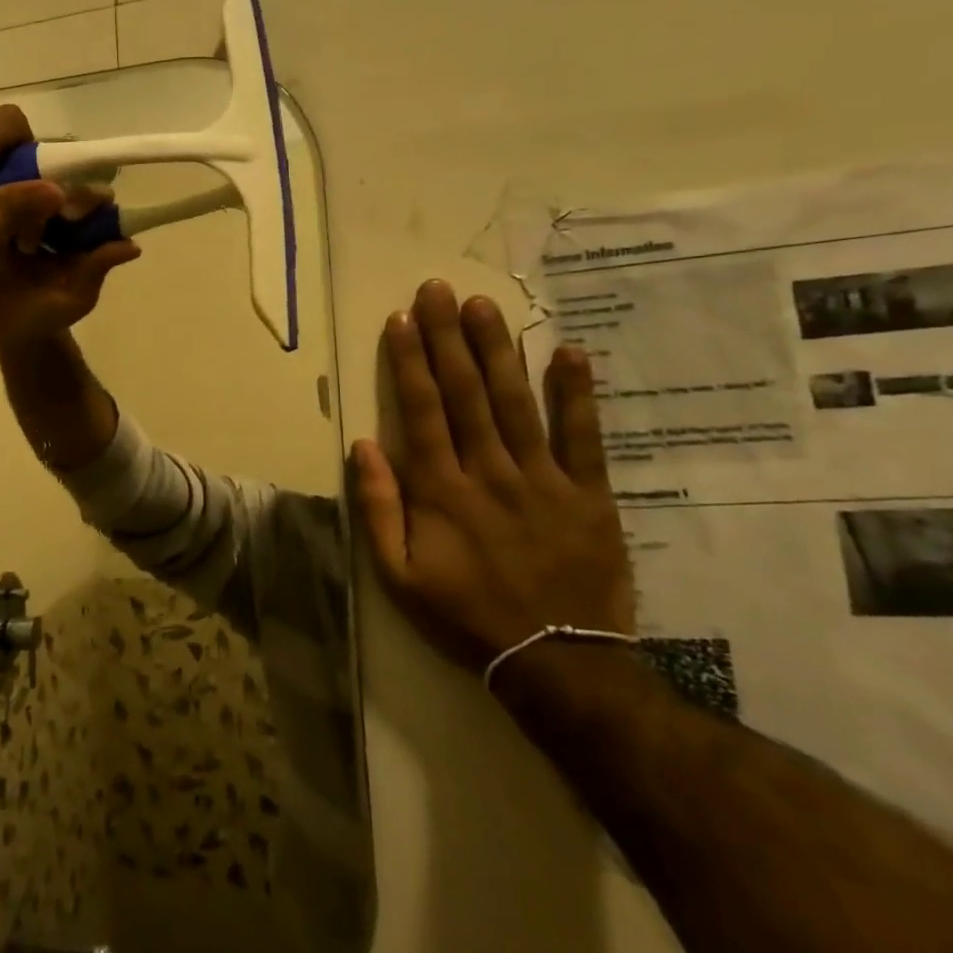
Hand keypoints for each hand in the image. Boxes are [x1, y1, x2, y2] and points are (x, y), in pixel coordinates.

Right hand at [0, 189, 141, 347]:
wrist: (11, 333)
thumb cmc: (51, 313)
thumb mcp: (79, 295)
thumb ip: (98, 268)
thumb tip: (133, 247)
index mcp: (72, 226)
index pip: (82, 199)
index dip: (84, 197)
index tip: (77, 206)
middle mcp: (42, 213)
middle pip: (46, 187)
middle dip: (46, 190)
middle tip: (43, 203)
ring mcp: (10, 217)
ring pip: (12, 193)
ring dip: (13, 196)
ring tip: (12, 215)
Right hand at [351, 279, 632, 676]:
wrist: (556, 662)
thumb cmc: (465, 616)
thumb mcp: (398, 576)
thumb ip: (379, 508)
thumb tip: (364, 445)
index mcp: (441, 490)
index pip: (421, 411)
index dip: (409, 361)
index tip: (401, 319)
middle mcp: (489, 472)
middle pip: (466, 393)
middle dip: (448, 337)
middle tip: (439, 290)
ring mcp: (543, 480)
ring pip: (516, 402)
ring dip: (498, 351)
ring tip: (484, 306)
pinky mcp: (588, 494)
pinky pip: (583, 437)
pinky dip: (576, 394)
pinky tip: (569, 352)